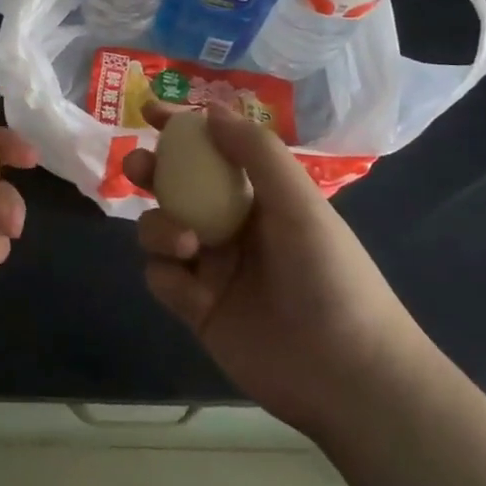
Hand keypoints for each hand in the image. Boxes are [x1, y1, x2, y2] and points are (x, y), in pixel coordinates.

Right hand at [122, 102, 424, 434]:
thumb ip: (256, 152)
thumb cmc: (330, 276)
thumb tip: (210, 110)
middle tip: (139, 166)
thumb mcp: (300, 203)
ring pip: (161, 229)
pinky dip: (166, 274)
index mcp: (260, 198)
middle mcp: (231, 226)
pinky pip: (161, 277)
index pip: (214, 150)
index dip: (182, 128)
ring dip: (160, 226)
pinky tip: (190, 287)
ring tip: (184, 242)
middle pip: (176, 187)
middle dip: (152, 172)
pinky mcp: (196, 308)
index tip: (150, 110)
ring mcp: (211, 268)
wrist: (346, 375)